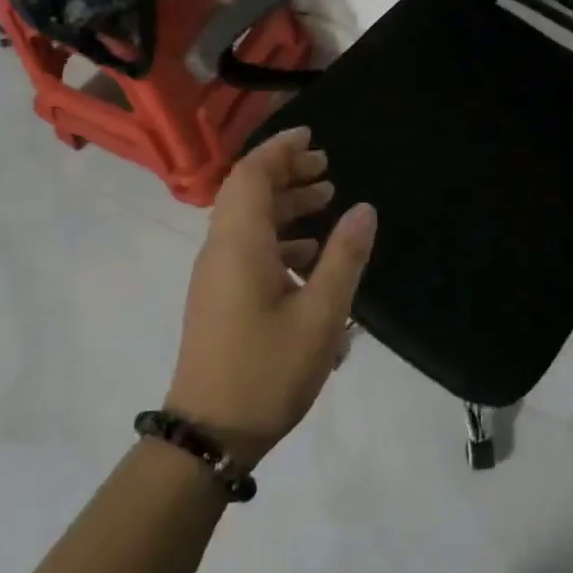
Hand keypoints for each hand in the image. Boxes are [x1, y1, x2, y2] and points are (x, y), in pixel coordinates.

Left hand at [166, 127, 376, 466]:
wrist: (209, 435)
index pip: (251, 176)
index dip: (280, 149)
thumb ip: (344, 258)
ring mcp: (216, 276)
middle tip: (326, 168)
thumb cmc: (267, 371)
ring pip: (247, 221)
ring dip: (284, 204)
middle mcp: (221, 251)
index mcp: (240, 245)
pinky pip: (247, 248)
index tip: (312, 136)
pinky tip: (310, 255)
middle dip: (286, 173)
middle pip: (247, 193)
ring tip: (326, 201)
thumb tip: (363, 209)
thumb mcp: (321, 315)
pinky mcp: (219, 298)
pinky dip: (278, 236)